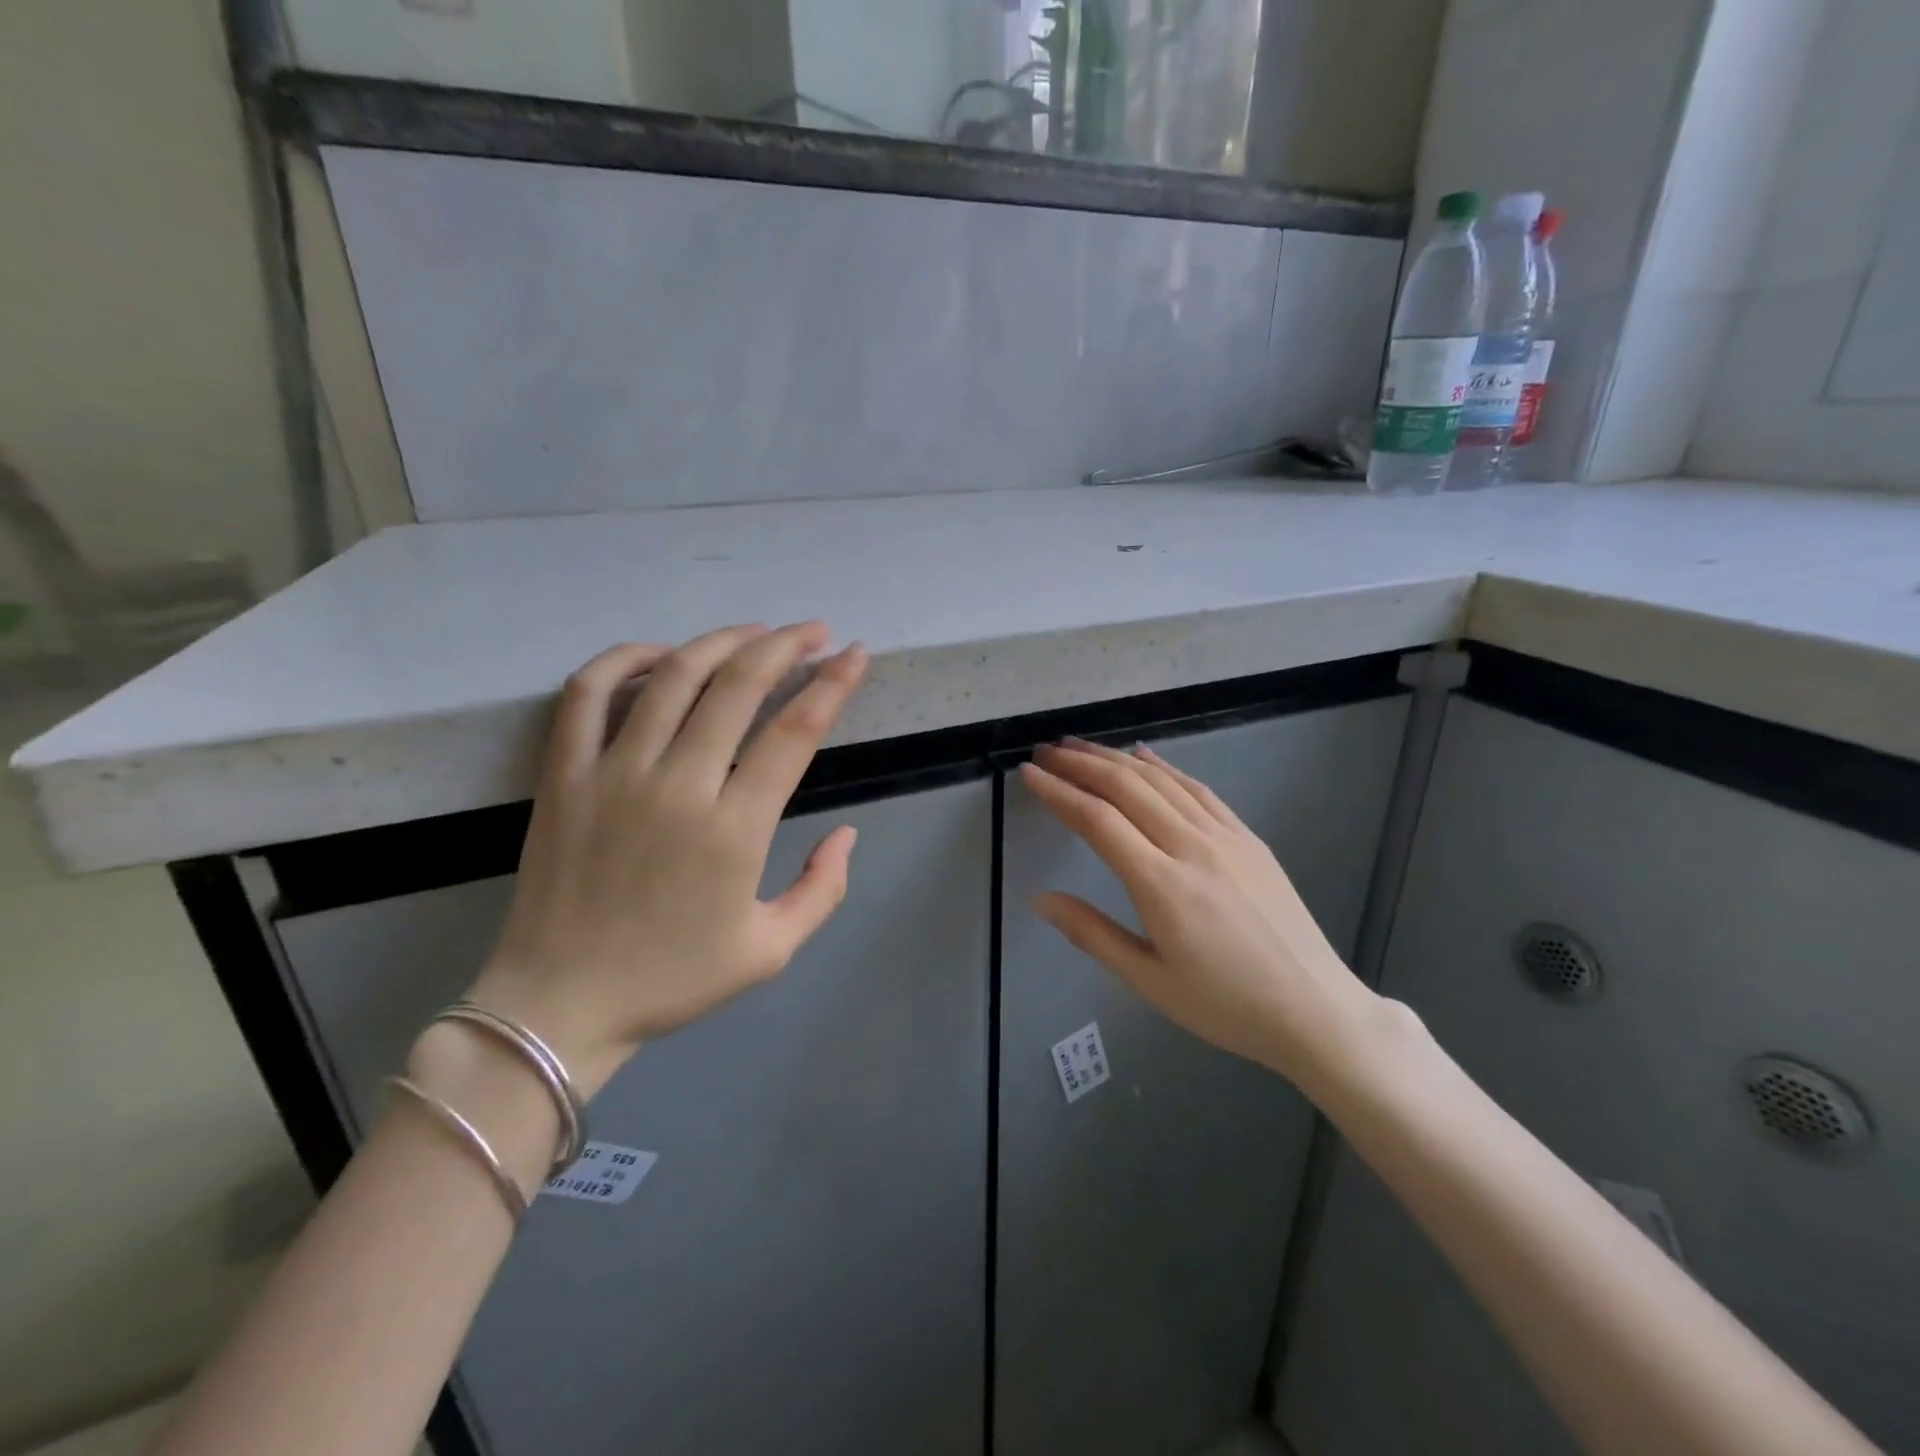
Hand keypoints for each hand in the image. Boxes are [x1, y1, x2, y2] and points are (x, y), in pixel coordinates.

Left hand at [460, 623, 869, 1096]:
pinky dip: (622, 659)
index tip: (855, 655)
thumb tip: (847, 834)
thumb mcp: (771, 951)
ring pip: (673, 677)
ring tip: (755, 631)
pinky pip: (586, 695)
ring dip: (722, 642)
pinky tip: (658, 653)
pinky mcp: (564, 775)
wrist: (560, 1004)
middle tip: (814, 632)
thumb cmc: (672, 979)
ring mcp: (614, 774)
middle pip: (739, 687)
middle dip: (786, 646)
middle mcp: (678, 786)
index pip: (794, 732)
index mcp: (735, 830)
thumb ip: (823, 889)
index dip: (833, 685)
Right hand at [1021, 739, 1385, 1093]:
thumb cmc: (1225, 1005)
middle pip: (1126, 788)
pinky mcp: (1248, 837)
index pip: (1097, 821)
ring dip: (1115, 758)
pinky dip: (1165, 767)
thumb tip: (1040, 900)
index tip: (1029, 774)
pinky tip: (1144, 756)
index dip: (1059, 792)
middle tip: (1046, 751)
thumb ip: (1092, 934)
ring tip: (1080, 746)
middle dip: (1080, 763)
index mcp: (1162, 886)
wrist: (1314, 1009)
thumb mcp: (1150, 981)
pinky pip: (1198, 790)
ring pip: (1161, 781)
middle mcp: (1192, 847)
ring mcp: (1225, 837)